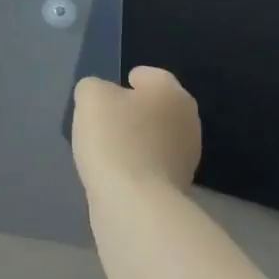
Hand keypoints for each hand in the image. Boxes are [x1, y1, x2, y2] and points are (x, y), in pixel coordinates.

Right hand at [71, 67, 203, 197]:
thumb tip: (101, 97)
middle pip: (154, 107)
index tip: (104, 98)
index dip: (123, 82)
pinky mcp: (180, 185)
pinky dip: (137, 166)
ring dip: (136, 141)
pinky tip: (118, 174)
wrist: (135, 202)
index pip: (148, 75)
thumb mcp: (90, 96)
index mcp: (171, 91)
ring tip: (107, 152)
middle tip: (103, 124)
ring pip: (155, 137)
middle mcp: (188, 119)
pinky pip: (153, 165)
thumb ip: (93, 87)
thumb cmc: (114, 139)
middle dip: (132, 113)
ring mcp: (188, 156)